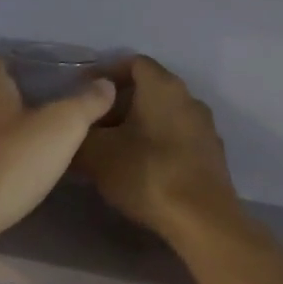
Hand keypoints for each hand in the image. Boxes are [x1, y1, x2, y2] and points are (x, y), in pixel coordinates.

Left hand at [0, 59, 117, 253]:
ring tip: (27, 148)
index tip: (55, 88)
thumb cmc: (7, 164)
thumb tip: (105, 83)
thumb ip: (86, 103)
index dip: (30, 72)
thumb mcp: (61, 130)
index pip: (6, 62)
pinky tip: (1, 173)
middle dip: (13, 103)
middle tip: (45, 119)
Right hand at [75, 56, 241, 241]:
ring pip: (162, 115)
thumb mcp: (96, 154)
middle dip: (116, 105)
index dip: (104, 75)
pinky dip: (155, 145)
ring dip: (136, 126)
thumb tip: (71, 128)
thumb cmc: (147, 174)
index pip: (132, 63)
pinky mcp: (211, 155)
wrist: (202, 221)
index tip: (82, 94)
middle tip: (91, 127)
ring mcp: (205, 127)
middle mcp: (188, 98)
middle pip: (147, 90)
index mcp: (163, 87)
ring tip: (111, 151)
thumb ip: (78, 134)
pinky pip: (176, 138)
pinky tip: (138, 169)